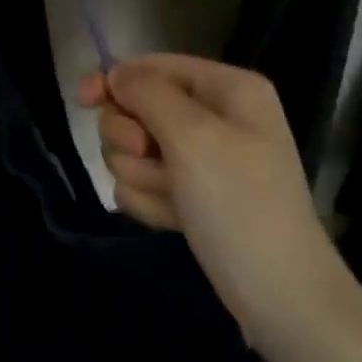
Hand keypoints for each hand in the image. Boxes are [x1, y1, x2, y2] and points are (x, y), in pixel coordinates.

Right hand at [79, 54, 339, 341]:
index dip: (115, 80)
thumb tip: (116, 72)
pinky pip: (141, 182)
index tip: (83, 101)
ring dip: (141, 176)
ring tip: (173, 200)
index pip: (152, 66)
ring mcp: (200, 158)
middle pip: (136, 107)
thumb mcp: (193, 137)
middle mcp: (213, 116)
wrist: (278, 295)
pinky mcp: (187, 194)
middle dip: (132, 138)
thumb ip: (148, 93)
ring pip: (132, 148)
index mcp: (227, 89)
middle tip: (150, 160)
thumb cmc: (240, 205)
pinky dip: (149, 201)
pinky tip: (174, 219)